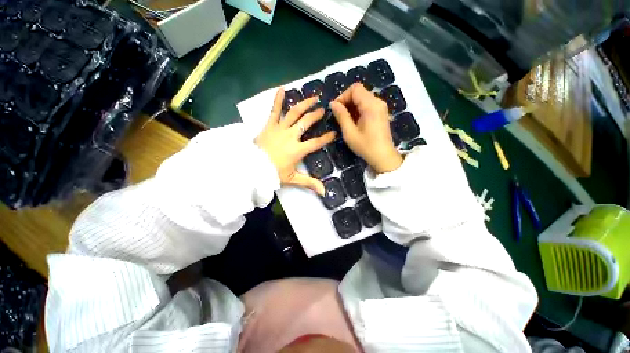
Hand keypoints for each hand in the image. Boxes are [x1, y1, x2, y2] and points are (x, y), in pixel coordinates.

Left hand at [256, 89, 335, 194]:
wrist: (252, 168)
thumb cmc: (273, 174)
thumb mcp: (293, 179)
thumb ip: (309, 183)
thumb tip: (324, 192)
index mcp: (298, 150)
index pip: (316, 142)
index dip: (326, 138)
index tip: (334, 133)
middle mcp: (291, 136)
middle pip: (306, 123)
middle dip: (316, 115)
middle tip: (323, 109)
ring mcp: (279, 129)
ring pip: (294, 113)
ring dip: (304, 104)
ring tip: (313, 97)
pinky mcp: (269, 125)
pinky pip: (274, 110)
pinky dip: (278, 99)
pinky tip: (282, 89)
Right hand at [330, 83, 402, 173]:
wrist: (383, 157)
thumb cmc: (366, 146)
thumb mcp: (350, 133)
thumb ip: (341, 116)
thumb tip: (333, 103)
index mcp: (371, 105)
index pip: (355, 89)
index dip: (343, 96)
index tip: (335, 108)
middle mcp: (378, 102)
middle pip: (359, 92)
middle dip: (346, 100)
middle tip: (338, 114)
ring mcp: (381, 107)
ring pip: (363, 97)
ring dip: (352, 105)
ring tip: (345, 119)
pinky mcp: (381, 112)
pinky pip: (367, 104)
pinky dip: (358, 109)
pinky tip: (354, 121)